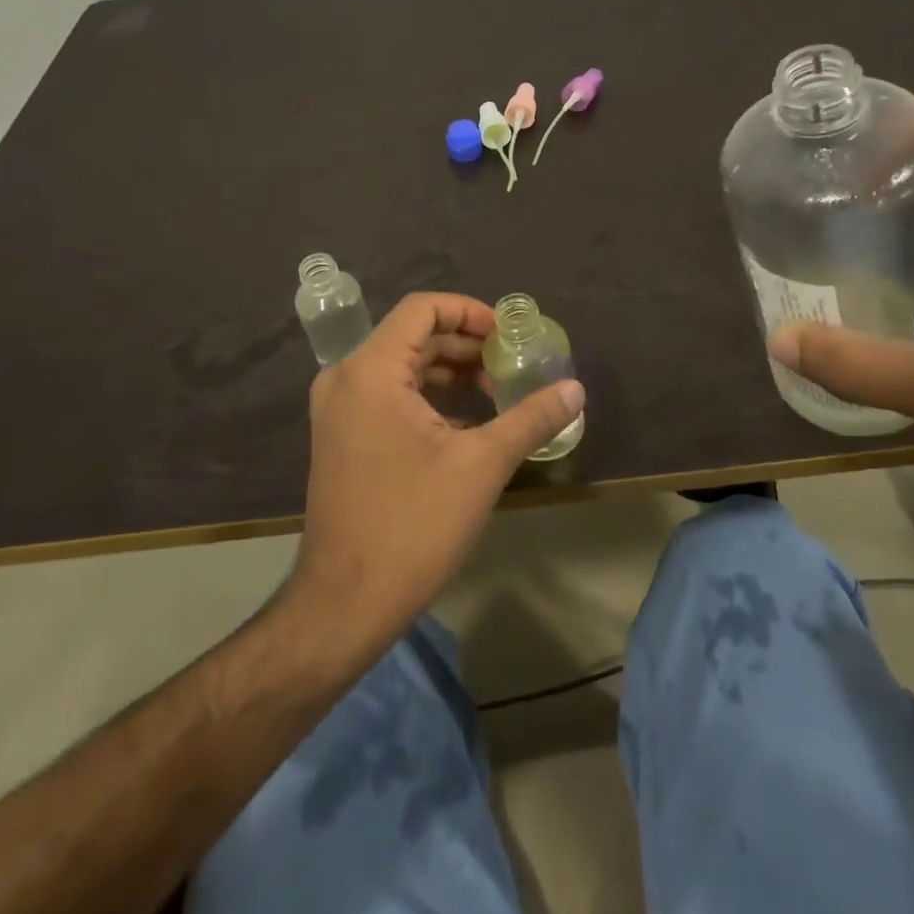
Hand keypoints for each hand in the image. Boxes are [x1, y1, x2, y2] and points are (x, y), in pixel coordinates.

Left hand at [288, 293, 585, 649]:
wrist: (345, 604)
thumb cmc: (413, 525)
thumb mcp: (482, 465)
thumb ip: (531, 418)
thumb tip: (576, 389)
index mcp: (371, 370)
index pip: (422, 309)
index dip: (470, 312)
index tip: (508, 336)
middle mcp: (346, 379)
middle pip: (412, 336)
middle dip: (466, 345)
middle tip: (511, 365)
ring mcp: (338, 410)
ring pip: (401, 368)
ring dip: (450, 373)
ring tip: (497, 393)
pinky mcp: (341, 438)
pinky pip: (388, 396)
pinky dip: (429, 398)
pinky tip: (467, 424)